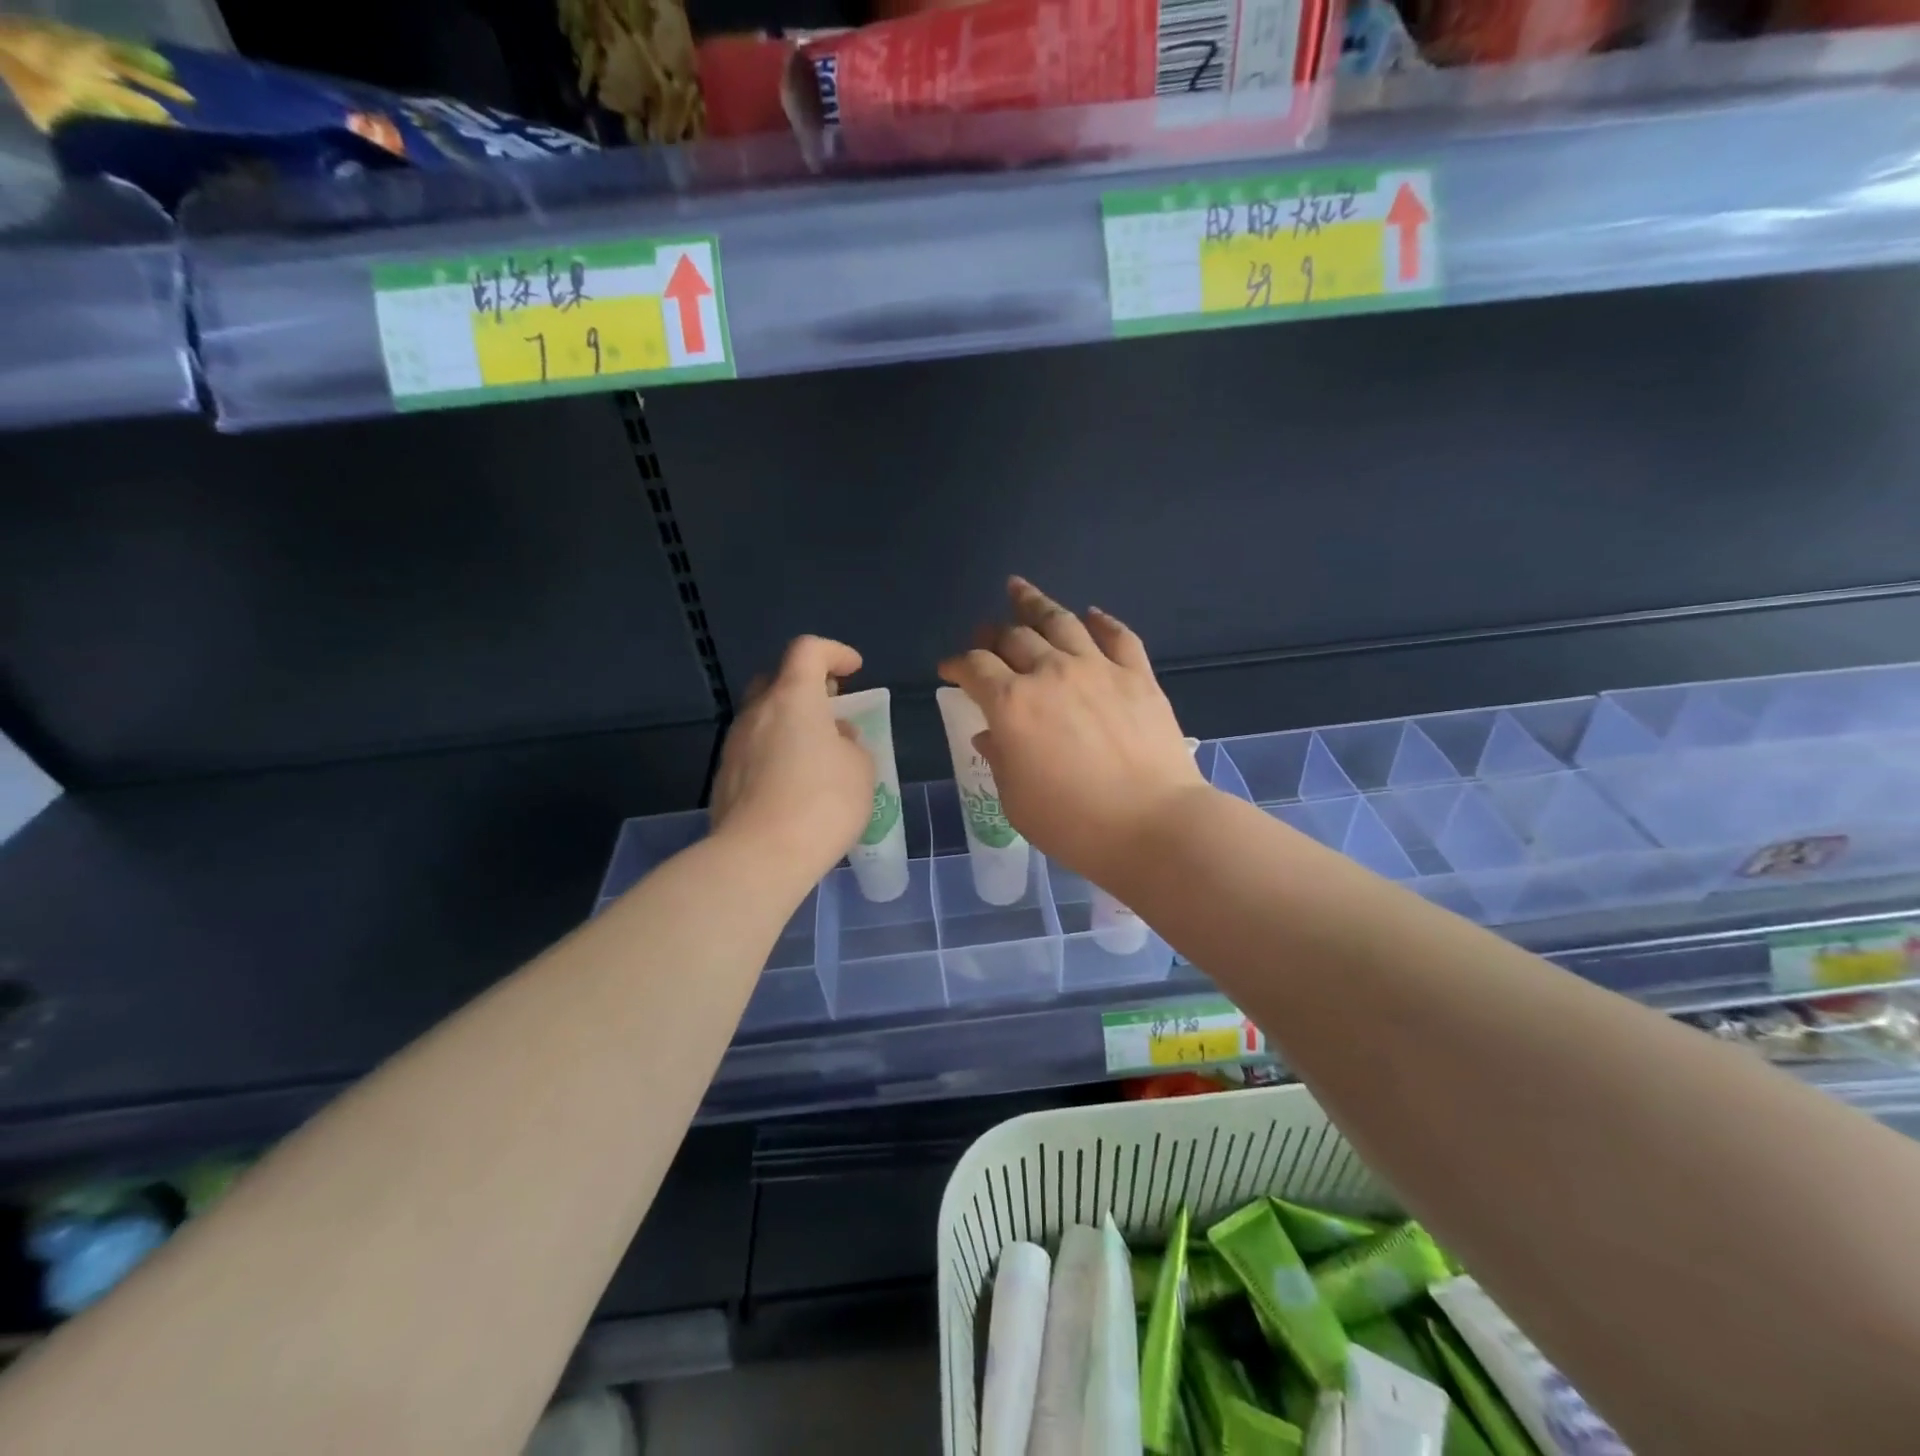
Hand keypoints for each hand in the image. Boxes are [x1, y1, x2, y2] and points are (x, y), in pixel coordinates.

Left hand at [711, 636, 875, 882]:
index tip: (854, 670)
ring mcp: (734, 746)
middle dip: (806, 687)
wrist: (760, 857)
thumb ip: (850, 742)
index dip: (834, 652)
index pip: (808, 650)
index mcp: (793, 699)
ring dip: (789, 724)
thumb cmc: (822, 803)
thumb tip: (833, 738)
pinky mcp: (724, 779)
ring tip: (816, 754)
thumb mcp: (860, 768)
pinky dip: (774, 754)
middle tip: (830, 709)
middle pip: (777, 680)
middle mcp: (757, 713)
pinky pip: (753, 751)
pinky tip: (792, 785)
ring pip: (762, 718)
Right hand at [938, 578, 1206, 885]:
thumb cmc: (1073, 823)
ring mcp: (1098, 669)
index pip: (975, 668)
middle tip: (984, 634)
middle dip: (991, 634)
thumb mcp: (1016, 799)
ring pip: (1060, 622)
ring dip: (1034, 603)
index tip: (949, 669)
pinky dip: (1101, 621)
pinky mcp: (1138, 676)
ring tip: (1019, 589)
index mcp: (1012, 705)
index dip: (957, 664)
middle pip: (1013, 637)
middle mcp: (1051, 673)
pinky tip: (1091, 614)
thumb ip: (1000, 758)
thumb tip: (990, 734)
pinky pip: (1117, 636)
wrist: (1152, 825)